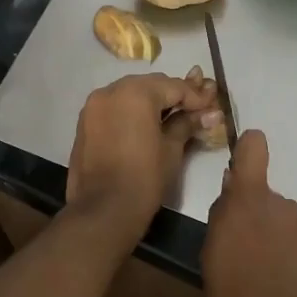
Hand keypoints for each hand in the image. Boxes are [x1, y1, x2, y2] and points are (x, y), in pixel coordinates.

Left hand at [66, 71, 217, 229]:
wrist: (103, 210)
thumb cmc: (144, 177)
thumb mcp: (172, 148)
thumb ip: (188, 123)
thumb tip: (211, 114)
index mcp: (136, 92)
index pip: (174, 86)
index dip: (196, 97)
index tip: (211, 107)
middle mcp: (111, 90)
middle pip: (150, 85)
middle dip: (172, 96)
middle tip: (194, 111)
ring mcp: (93, 106)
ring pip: (129, 94)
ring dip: (150, 102)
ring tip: (171, 119)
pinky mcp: (84, 122)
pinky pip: (114, 107)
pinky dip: (130, 112)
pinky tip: (145, 127)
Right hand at [201, 130, 296, 296]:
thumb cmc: (234, 294)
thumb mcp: (211, 255)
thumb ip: (223, 216)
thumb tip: (231, 191)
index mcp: (250, 200)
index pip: (253, 147)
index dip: (247, 148)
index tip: (240, 166)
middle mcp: (283, 206)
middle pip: (267, 198)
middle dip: (257, 216)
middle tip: (244, 251)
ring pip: (286, 224)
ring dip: (276, 239)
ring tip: (265, 275)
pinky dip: (293, 259)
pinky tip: (284, 287)